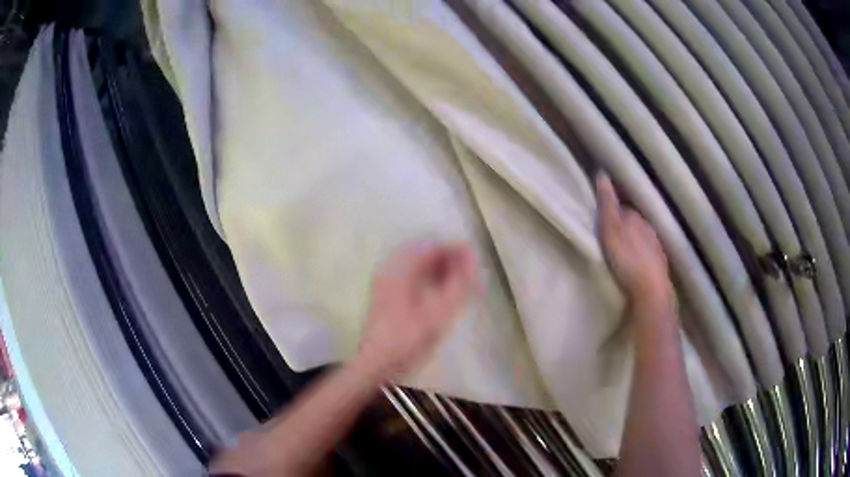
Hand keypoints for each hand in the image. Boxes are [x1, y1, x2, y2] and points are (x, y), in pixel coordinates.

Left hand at [357, 243, 477, 379]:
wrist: (377, 364)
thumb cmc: (408, 339)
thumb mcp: (439, 312)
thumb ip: (459, 283)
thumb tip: (472, 258)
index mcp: (401, 268)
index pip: (432, 245)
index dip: (456, 250)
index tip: (476, 260)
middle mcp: (390, 267)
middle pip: (424, 251)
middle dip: (448, 258)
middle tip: (469, 273)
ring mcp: (385, 280)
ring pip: (417, 264)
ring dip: (439, 268)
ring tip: (459, 282)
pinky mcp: (386, 293)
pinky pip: (410, 275)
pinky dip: (428, 278)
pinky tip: (440, 292)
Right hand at [596, 174, 672, 307]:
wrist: (650, 288)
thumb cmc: (627, 258)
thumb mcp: (611, 229)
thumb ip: (607, 204)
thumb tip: (602, 173)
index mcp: (635, 216)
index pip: (621, 208)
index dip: (611, 212)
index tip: (601, 221)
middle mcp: (648, 226)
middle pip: (632, 222)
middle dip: (623, 226)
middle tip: (609, 238)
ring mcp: (656, 245)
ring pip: (641, 237)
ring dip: (632, 240)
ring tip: (622, 251)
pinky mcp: (659, 263)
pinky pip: (648, 252)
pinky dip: (641, 254)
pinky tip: (636, 263)